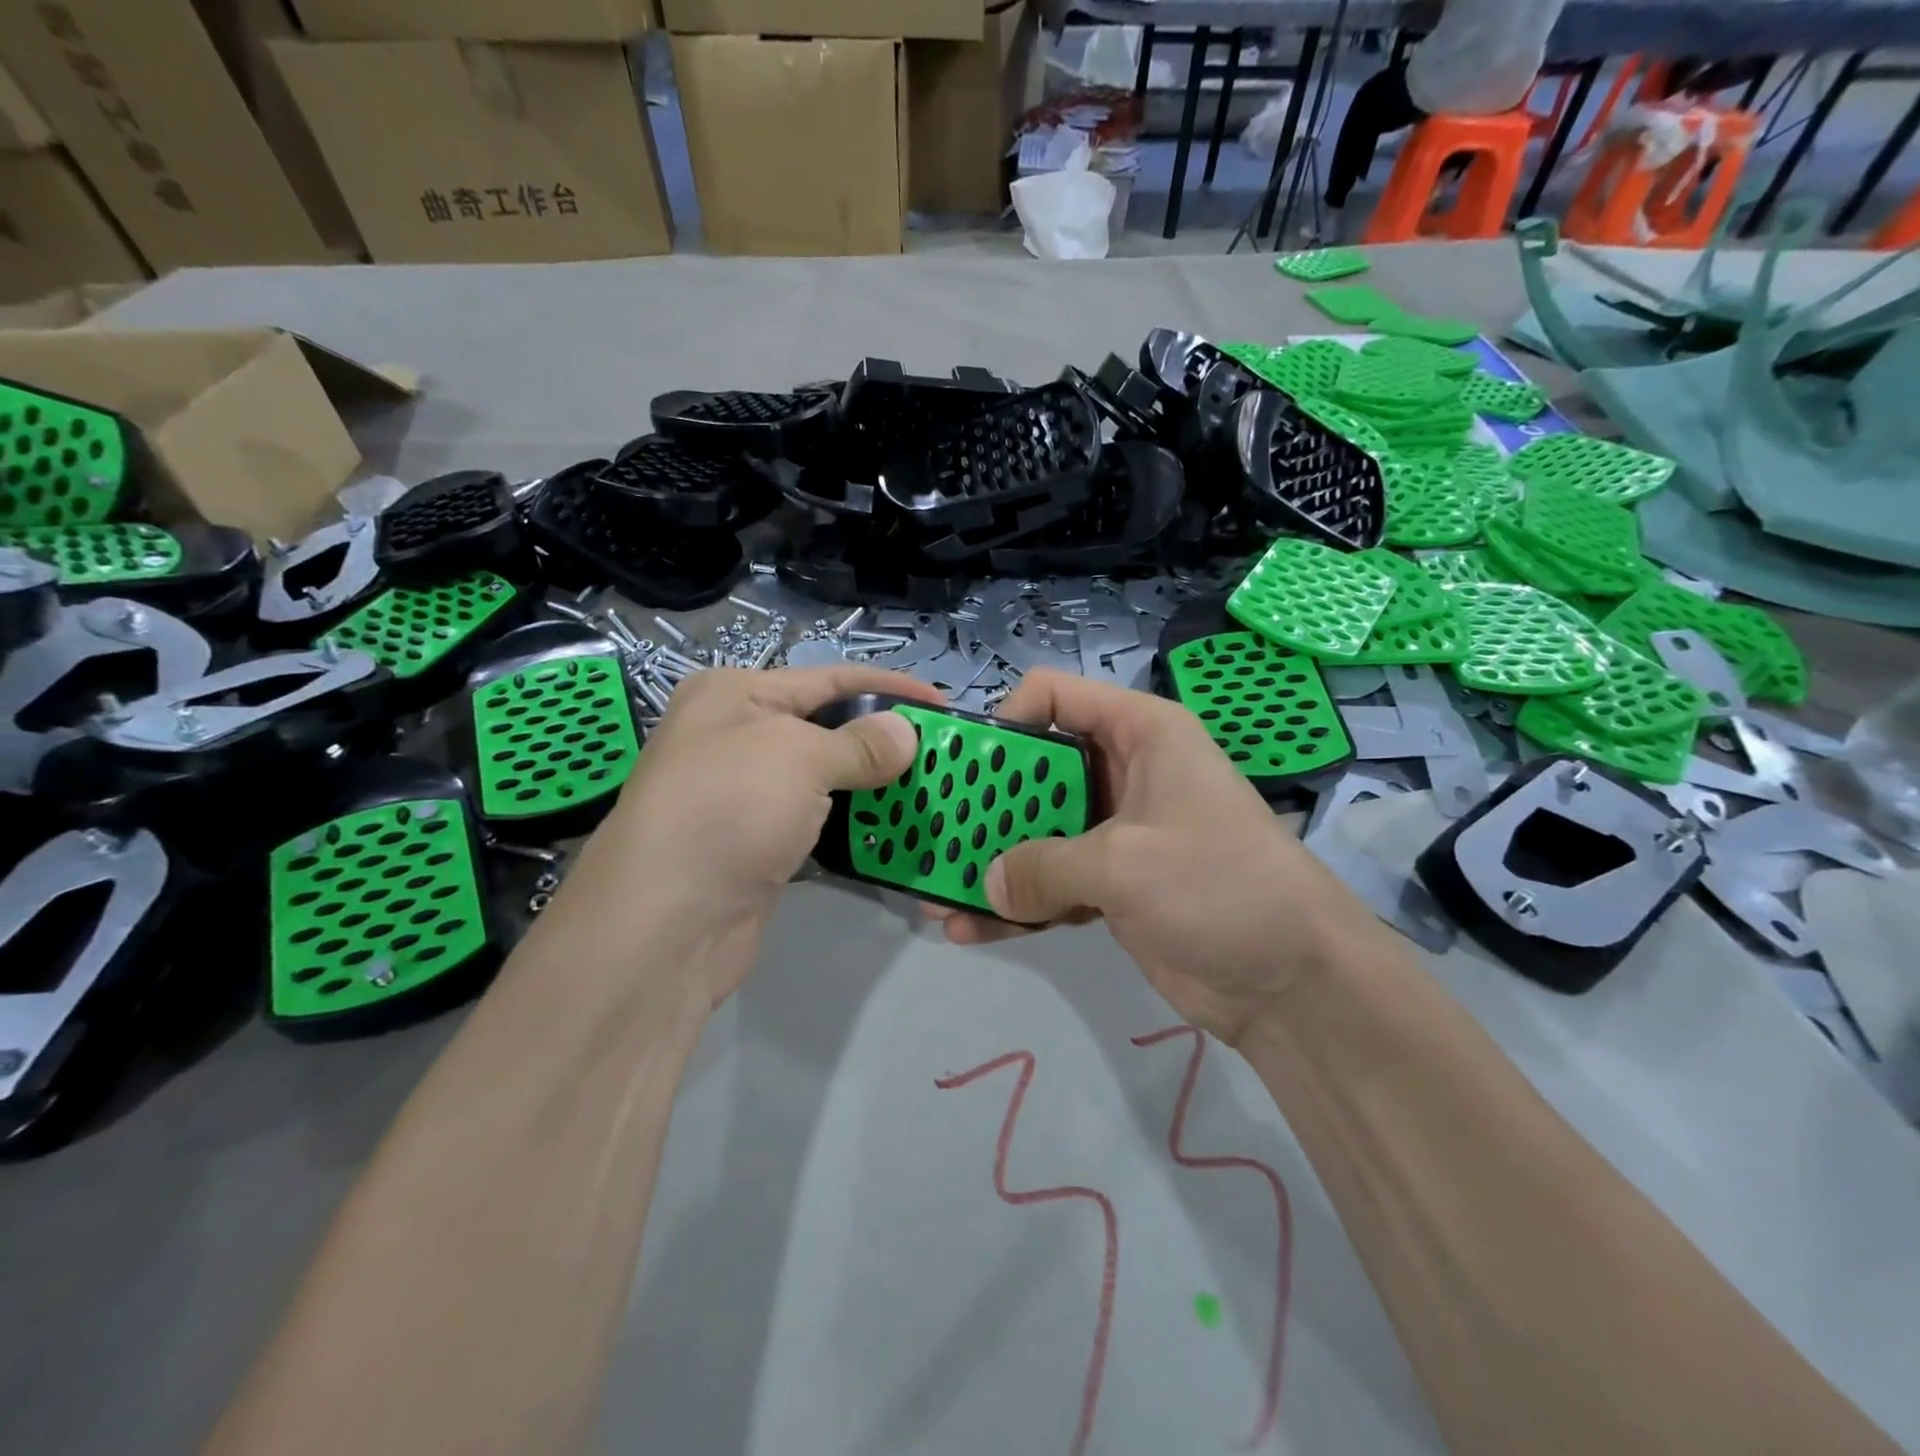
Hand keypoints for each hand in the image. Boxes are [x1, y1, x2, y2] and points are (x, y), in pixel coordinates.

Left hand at [552, 665, 941, 1011]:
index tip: (940, 703)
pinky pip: (817, 822)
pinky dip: (852, 823)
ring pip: (824, 779)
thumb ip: (860, 743)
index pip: (827, 678)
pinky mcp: (757, 845)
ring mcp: (744, 796)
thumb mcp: (799, 757)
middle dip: (883, 738)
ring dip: (872, 785)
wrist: (665, 923)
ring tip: (928, 788)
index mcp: (735, 696)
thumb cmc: (729, 810)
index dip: (887, 687)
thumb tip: (906, 733)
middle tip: (942, 753)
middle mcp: (735, 738)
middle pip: (826, 727)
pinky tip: (891, 828)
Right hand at [931, 670, 1379, 1045]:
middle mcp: (1123, 773)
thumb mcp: (1125, 862)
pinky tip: (970, 930)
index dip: (1006, 721)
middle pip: (1036, 770)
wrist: (1295, 981)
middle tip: (934, 835)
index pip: (1055, 696)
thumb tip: (987, 883)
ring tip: (935, 892)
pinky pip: (1052, 883)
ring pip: (1038, 833)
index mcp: (1139, 734)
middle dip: (985, 804)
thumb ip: (1044, 865)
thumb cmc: (1218, 885)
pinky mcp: (1114, 887)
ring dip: (992, 861)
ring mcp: (1117, 833)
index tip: (967, 767)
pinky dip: (1017, 905)